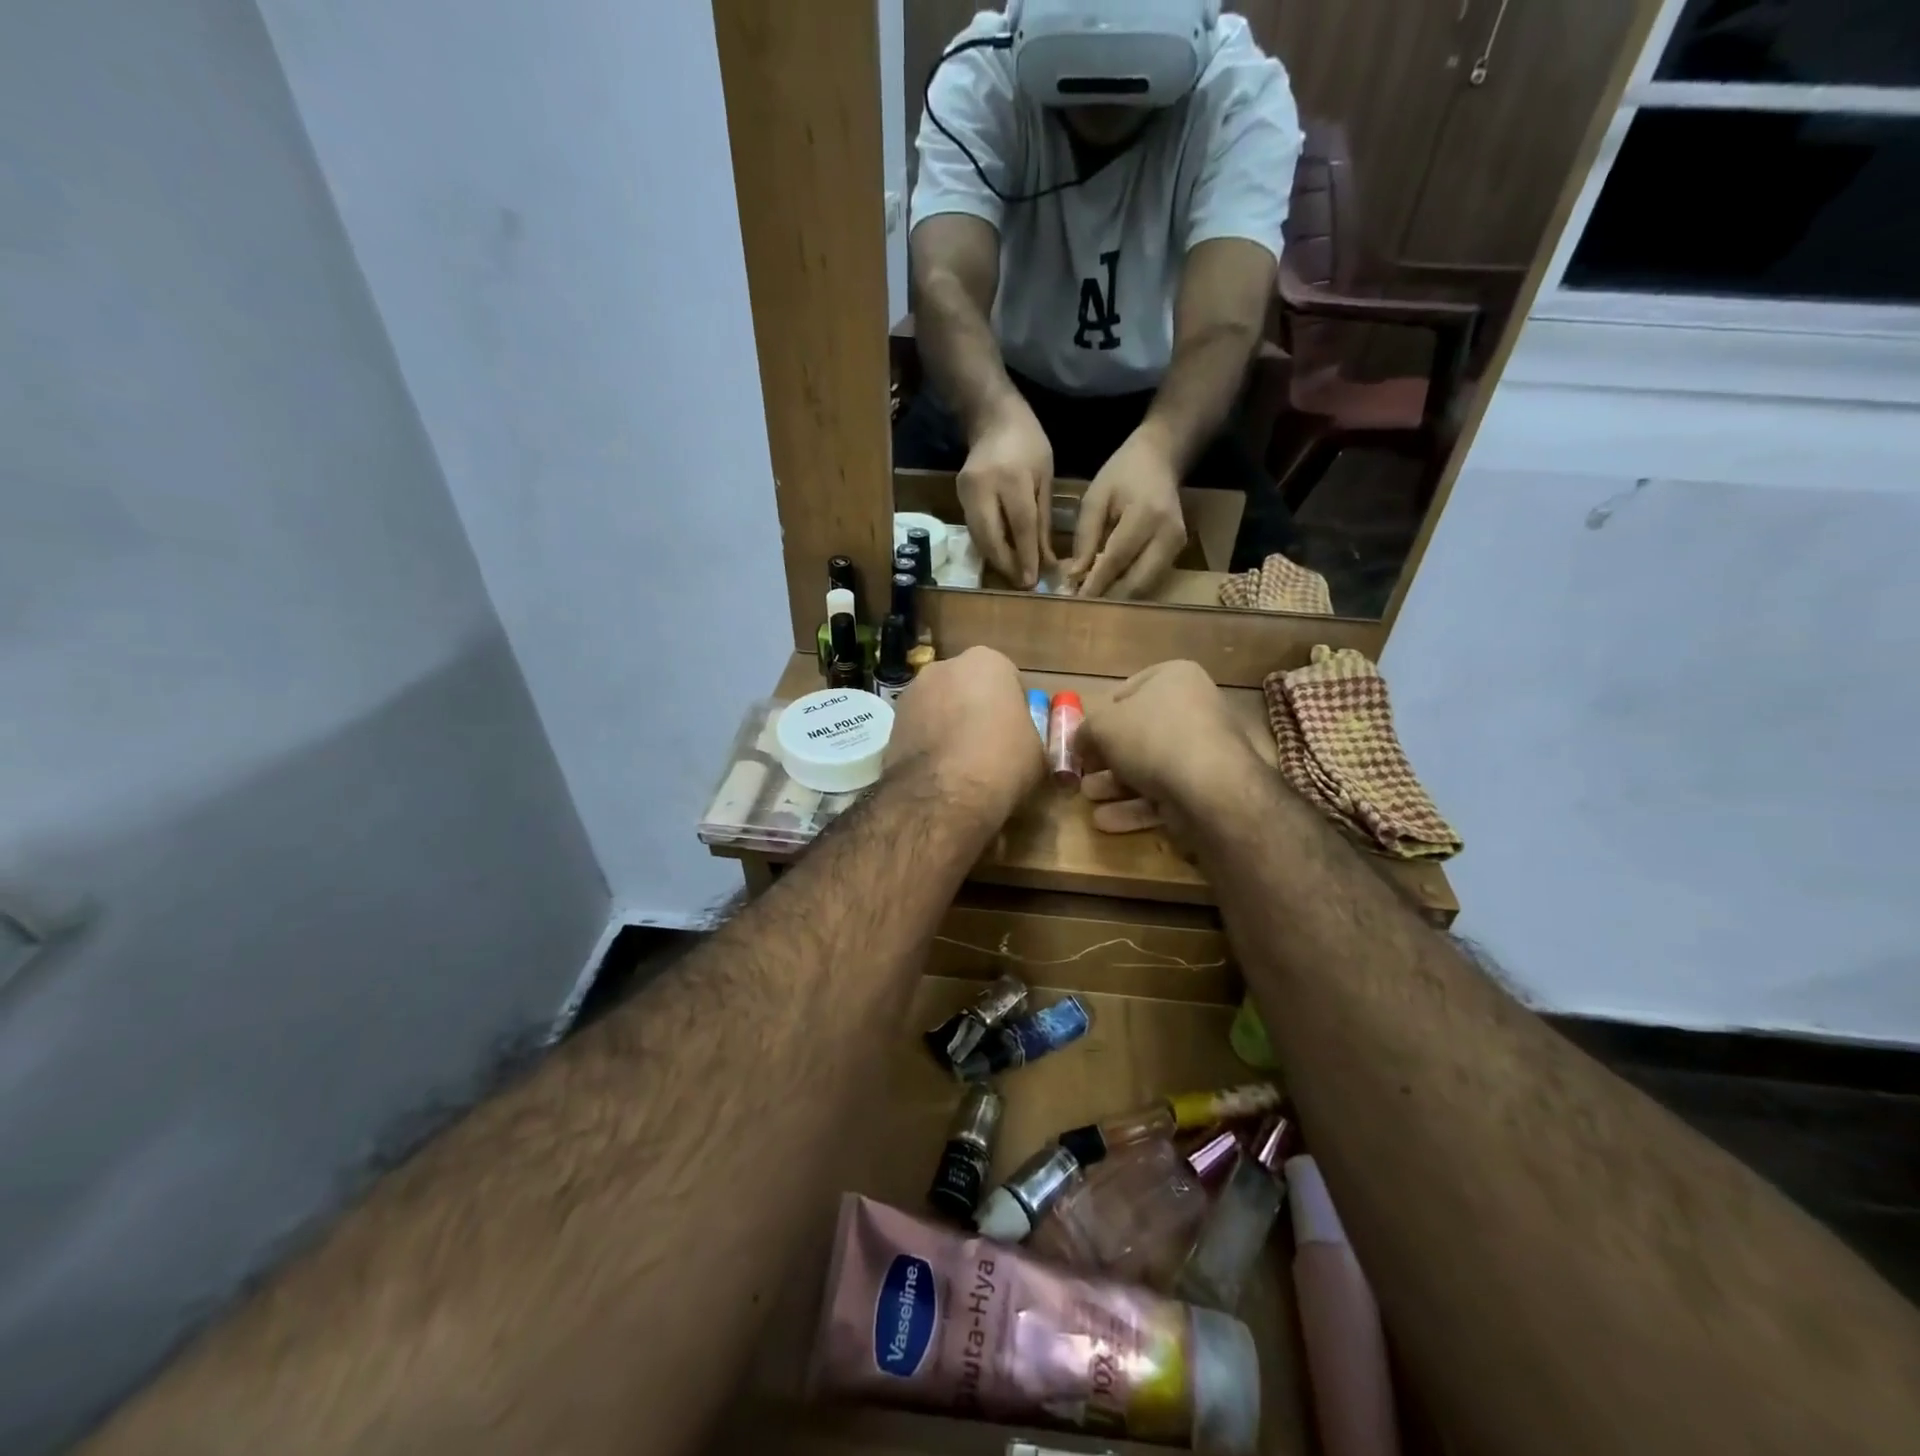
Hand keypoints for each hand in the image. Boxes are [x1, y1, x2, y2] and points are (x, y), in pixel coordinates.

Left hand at [884, 647, 1044, 827]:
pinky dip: (928, 744)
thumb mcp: (1037, 751)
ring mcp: (912, 693)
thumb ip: (1028, 733)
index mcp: (987, 662)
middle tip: (989, 746)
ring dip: (949, 726)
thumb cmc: (1002, 761)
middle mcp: (944, 667)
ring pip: (940, 707)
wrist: (942, 794)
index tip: (1017, 734)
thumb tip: (1020, 741)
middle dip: (976, 710)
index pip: (1008, 679)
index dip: (1014, 708)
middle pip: (968, 688)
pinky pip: (919, 729)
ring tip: (961, 764)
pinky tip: (938, 772)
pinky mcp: (891, 723)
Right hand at [958, 401, 1053, 589]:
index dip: (1026, 556)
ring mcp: (966, 492)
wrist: (992, 416)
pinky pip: (974, 529)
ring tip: (1012, 574)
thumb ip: (1043, 520)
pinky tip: (1001, 555)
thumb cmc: (1028, 443)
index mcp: (1012, 478)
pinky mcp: (958, 496)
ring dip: (995, 559)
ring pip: (979, 537)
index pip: (1020, 526)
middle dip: (1006, 564)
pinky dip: (988, 546)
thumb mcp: (1045, 477)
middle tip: (1020, 583)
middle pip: (991, 537)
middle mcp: (984, 487)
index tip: (1032, 580)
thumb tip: (1045, 560)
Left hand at [1067, 429, 1186, 599]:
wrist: (1159, 459)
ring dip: (1119, 597)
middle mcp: (1168, 534)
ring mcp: (1178, 545)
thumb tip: (1075, 576)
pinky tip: (1109, 588)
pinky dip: (1129, 588)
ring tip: (1092, 601)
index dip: (1096, 582)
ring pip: (1146, 586)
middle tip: (1082, 607)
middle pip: (1137, 581)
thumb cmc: (1121, 474)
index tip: (1074, 599)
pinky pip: (1151, 579)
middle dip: (1108, 597)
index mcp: (1146, 514)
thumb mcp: (1095, 499)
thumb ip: (1085, 537)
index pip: (1117, 558)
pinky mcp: (1179, 551)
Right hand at [1073, 661, 1264, 839]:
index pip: (1129, 690)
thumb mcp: (1101, 726)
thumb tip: (1081, 741)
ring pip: (1149, 767)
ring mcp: (1203, 752)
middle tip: (1083, 772)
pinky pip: (1164, 794)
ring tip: (1089, 798)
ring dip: (1114, 785)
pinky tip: (1105, 821)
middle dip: (1106, 757)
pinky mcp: (1207, 789)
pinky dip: (1135, 807)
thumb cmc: (1151, 737)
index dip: (1102, 714)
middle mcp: (1194, 709)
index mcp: (1175, 679)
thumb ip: (1085, 731)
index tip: (1084, 736)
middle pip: (1138, 733)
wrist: (1209, 788)